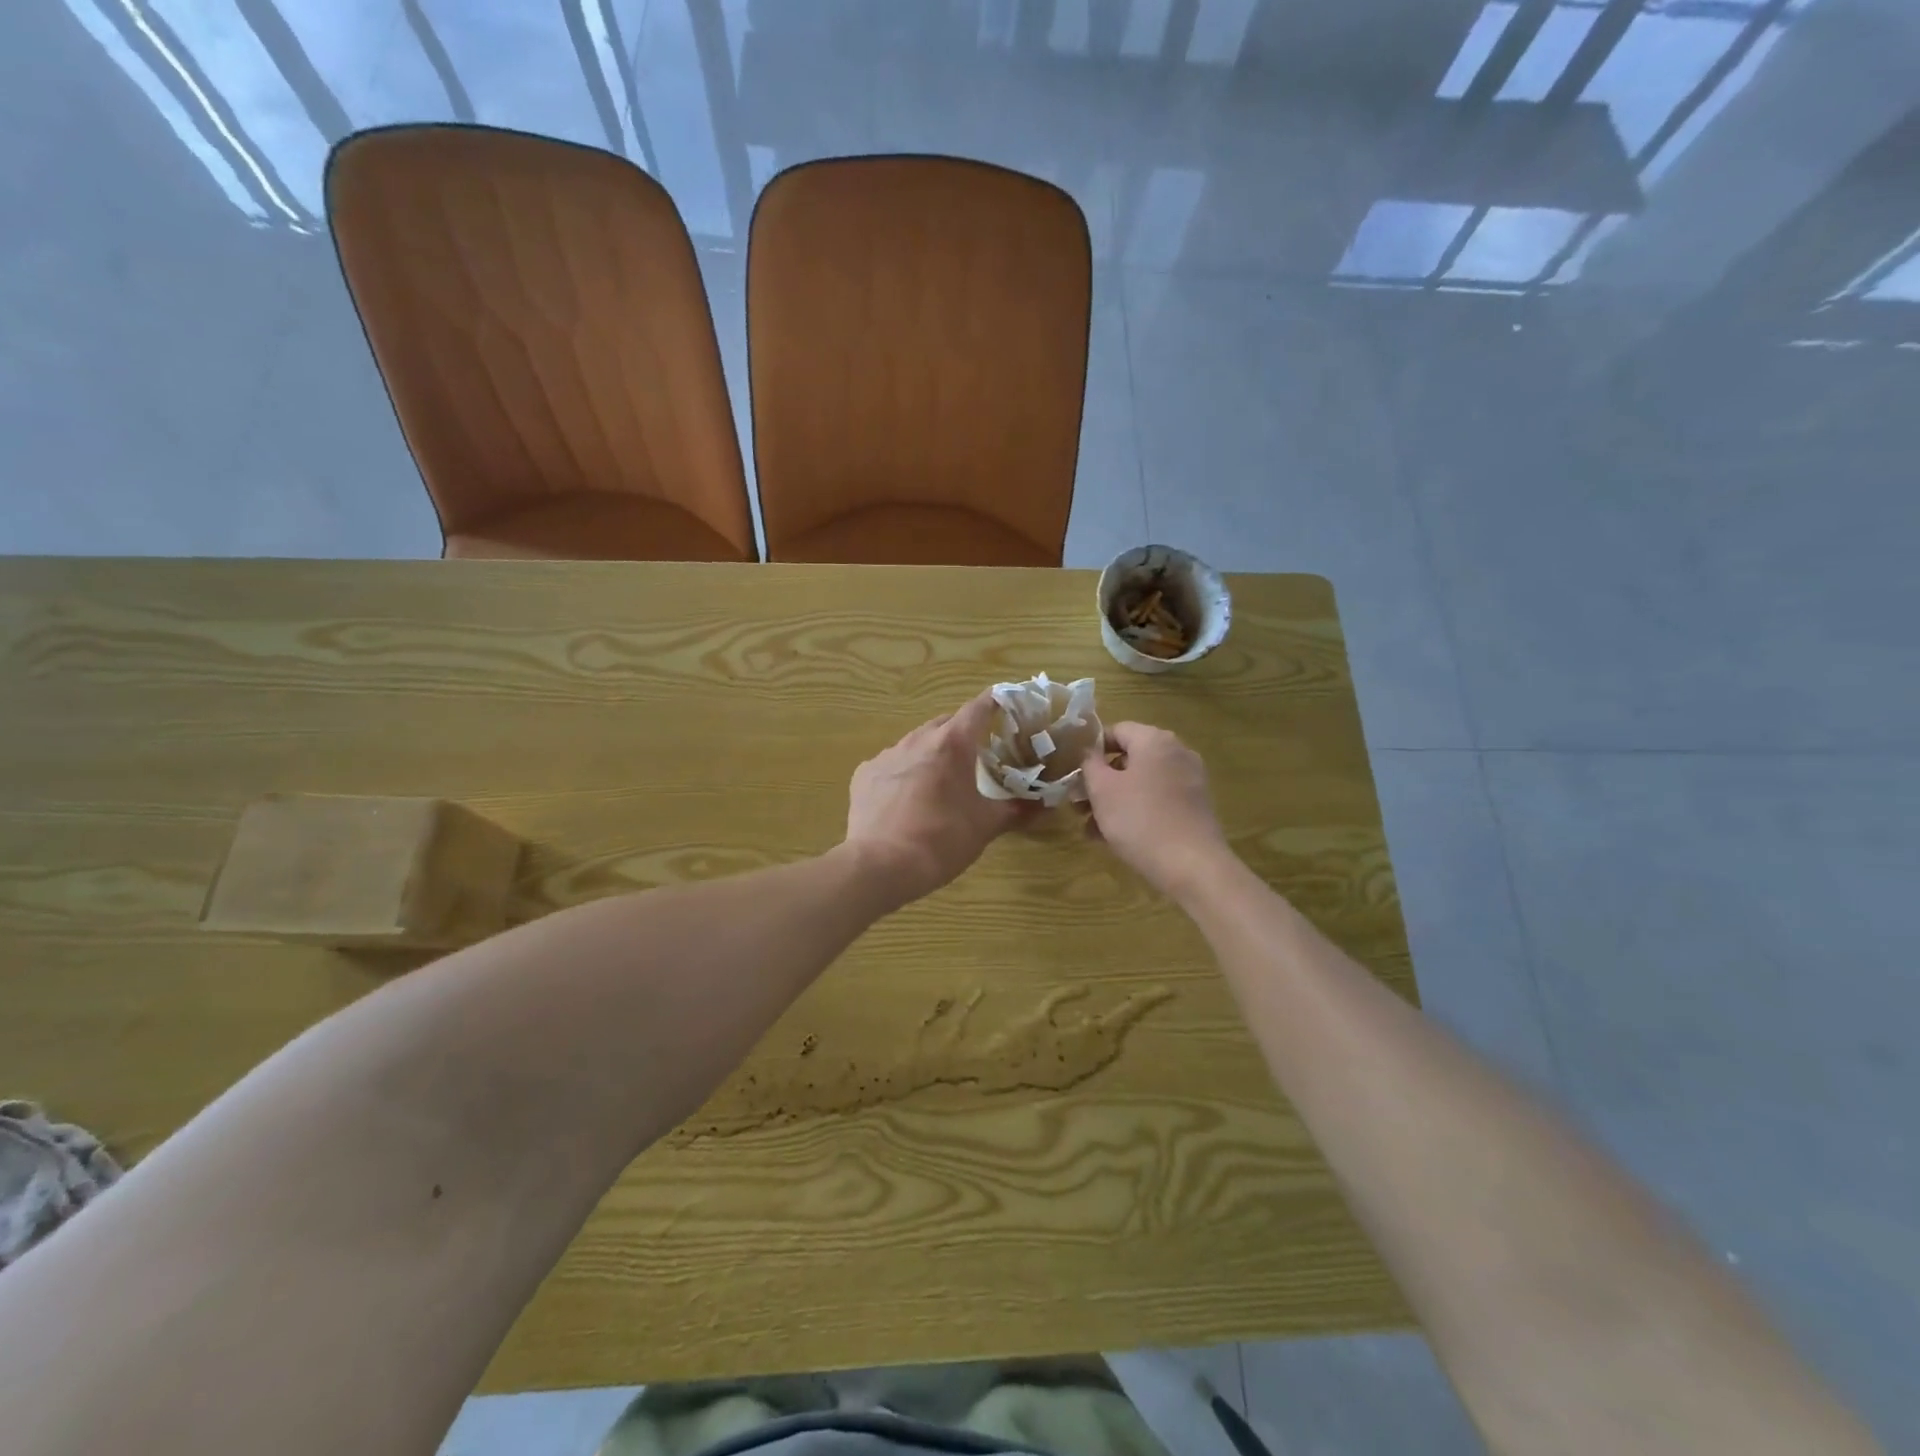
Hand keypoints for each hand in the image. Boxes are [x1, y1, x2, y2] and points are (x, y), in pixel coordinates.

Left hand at [844, 691, 1031, 907]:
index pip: (978, 707)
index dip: (995, 702)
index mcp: (953, 743)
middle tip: (977, 754)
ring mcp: (887, 754)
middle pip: (946, 723)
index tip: (1007, 703)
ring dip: (933, 752)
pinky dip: (904, 772)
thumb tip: (1044, 804)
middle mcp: (918, 739)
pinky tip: (907, 798)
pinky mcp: (865, 773)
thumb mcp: (985, 826)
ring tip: (942, 779)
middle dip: (963, 732)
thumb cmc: (941, 840)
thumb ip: (1016, 810)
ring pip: (916, 742)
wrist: (880, 865)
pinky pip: (891, 764)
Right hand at [1080, 722, 1232, 898]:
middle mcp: (1177, 753)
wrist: (1192, 866)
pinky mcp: (1194, 807)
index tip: (1072, 772)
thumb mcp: (1102, 790)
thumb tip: (1088, 752)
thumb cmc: (1140, 820)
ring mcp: (1189, 780)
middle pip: (1128, 759)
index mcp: (1155, 740)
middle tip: (1077, 804)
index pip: (1116, 730)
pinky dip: (1134, 810)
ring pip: (1140, 783)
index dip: (1090, 749)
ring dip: (1112, 800)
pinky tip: (1112, 837)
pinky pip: (1156, 800)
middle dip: (1099, 781)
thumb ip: (1089, 764)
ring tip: (1089, 827)